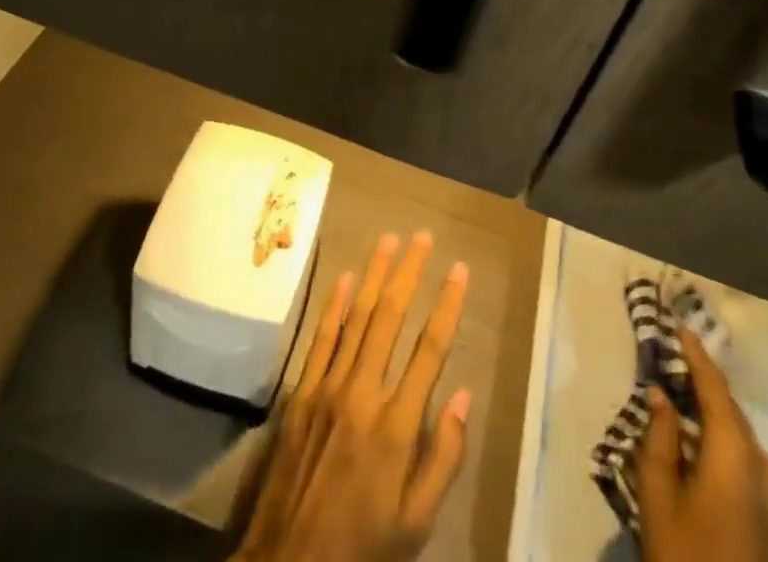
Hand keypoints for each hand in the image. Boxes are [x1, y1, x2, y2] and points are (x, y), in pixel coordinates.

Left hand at [236, 231, 470, 561]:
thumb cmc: (363, 547)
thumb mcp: (417, 523)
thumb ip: (444, 458)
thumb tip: (465, 396)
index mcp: (397, 428)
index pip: (430, 351)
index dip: (447, 305)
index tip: (459, 269)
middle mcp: (363, 394)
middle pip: (391, 318)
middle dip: (409, 273)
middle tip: (423, 237)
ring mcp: (328, 388)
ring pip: (357, 317)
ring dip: (374, 275)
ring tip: (389, 239)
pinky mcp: (301, 393)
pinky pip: (322, 338)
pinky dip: (335, 306)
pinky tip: (345, 278)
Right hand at [637, 326, 767, 561]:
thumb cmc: (685, 555)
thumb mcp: (658, 495)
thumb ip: (659, 437)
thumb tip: (661, 396)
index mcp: (737, 457)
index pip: (716, 391)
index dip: (698, 356)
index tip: (681, 327)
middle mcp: (767, 471)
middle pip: (733, 415)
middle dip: (704, 389)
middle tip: (675, 366)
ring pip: (743, 443)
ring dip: (715, 423)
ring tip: (683, 410)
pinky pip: (752, 470)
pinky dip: (727, 452)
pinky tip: (703, 457)